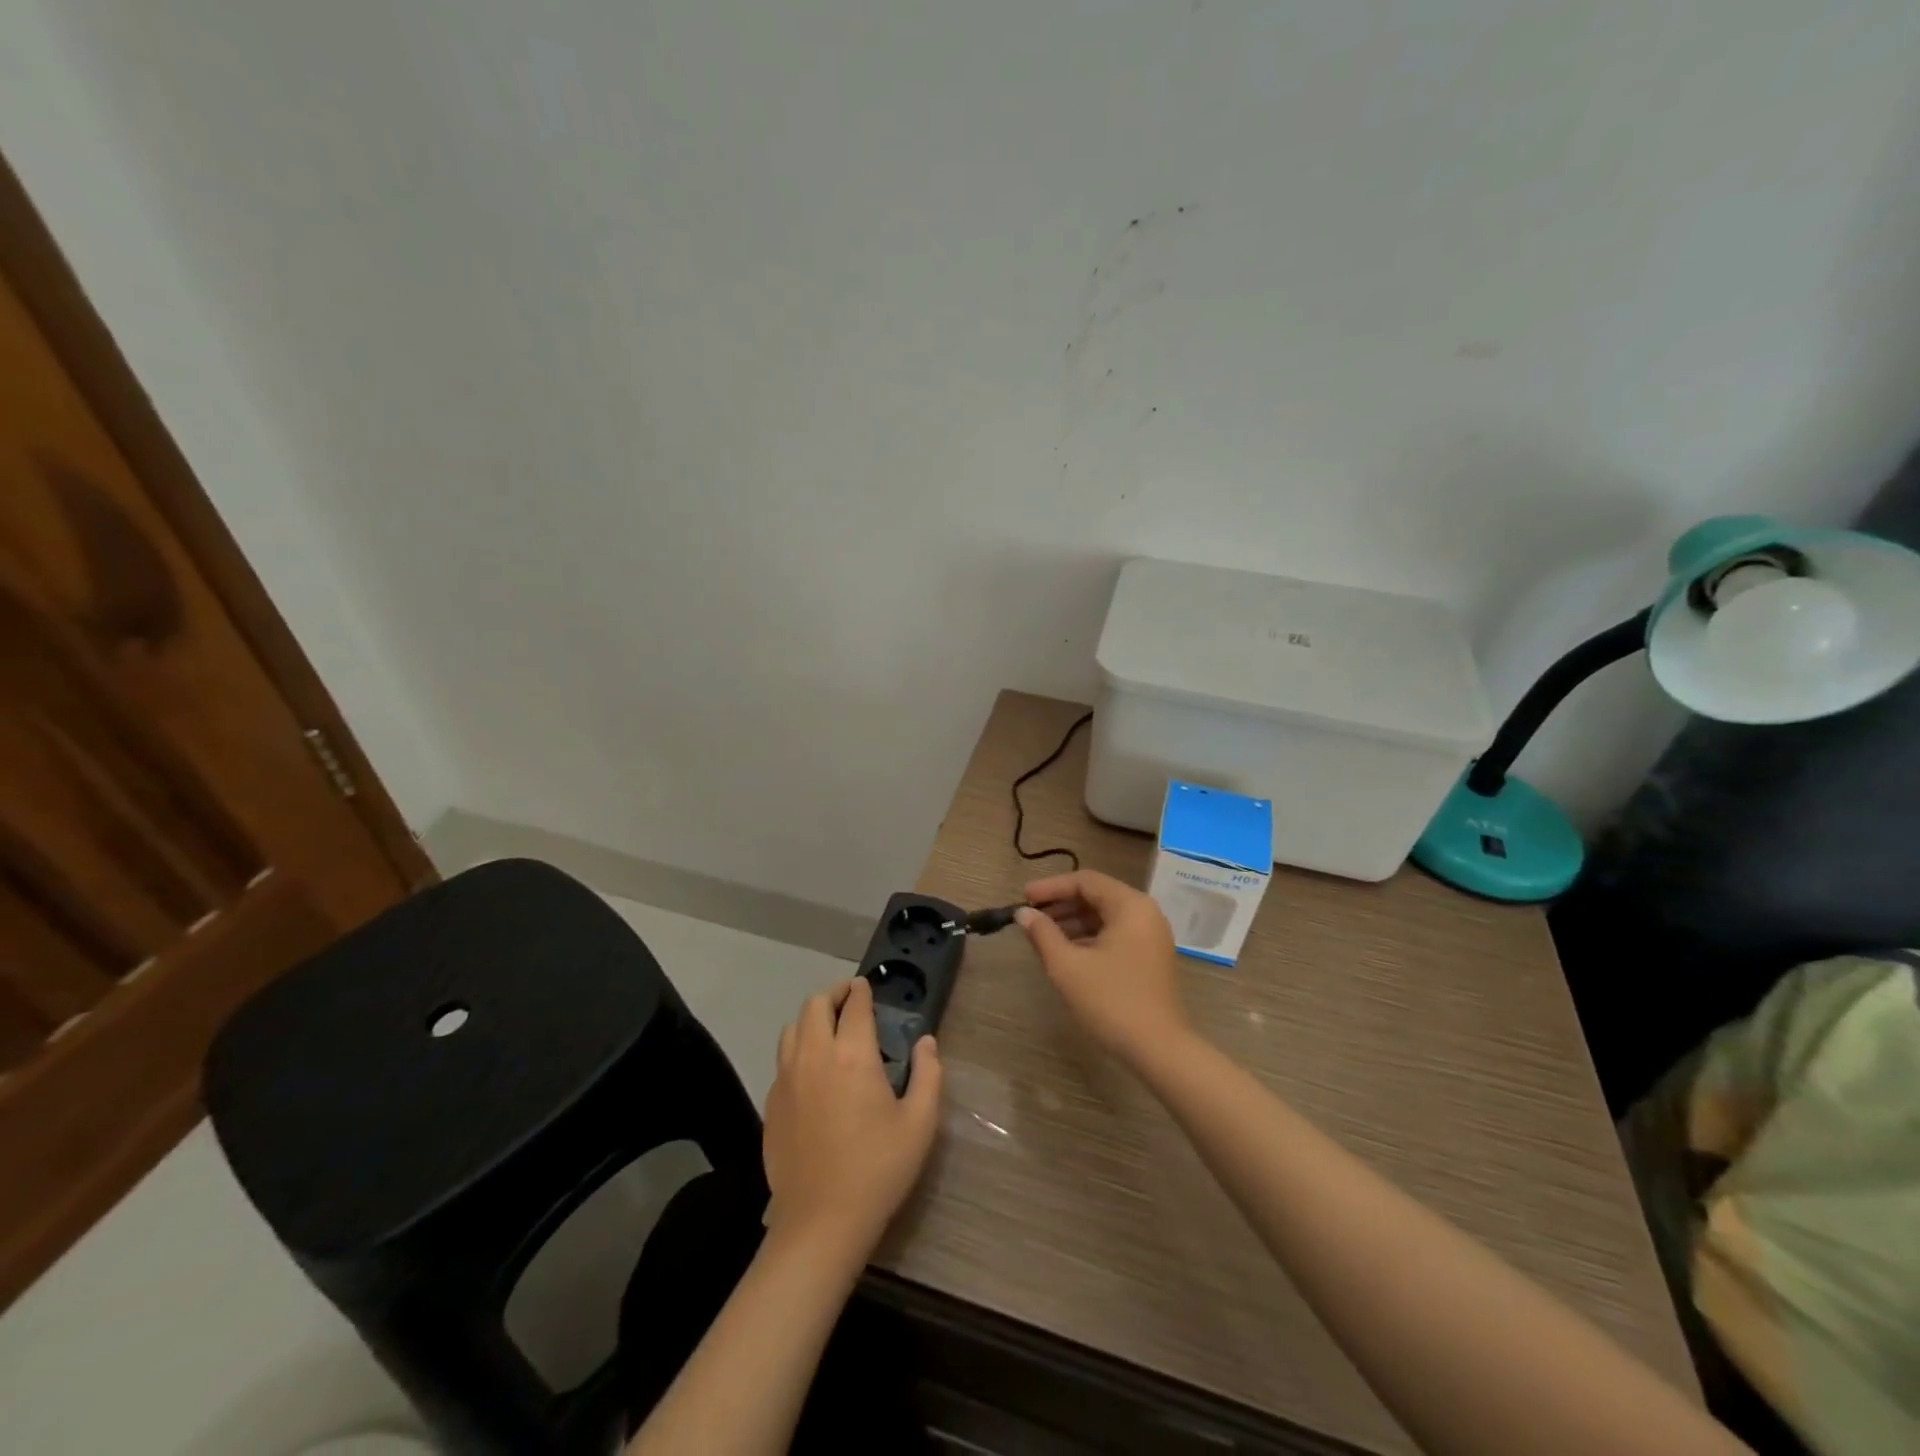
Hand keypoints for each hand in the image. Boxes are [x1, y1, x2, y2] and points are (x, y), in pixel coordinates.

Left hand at [763, 978, 943, 1263]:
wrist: (821, 1222)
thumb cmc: (878, 1169)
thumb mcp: (920, 1123)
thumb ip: (928, 1074)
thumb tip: (926, 1042)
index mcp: (852, 1055)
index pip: (854, 1005)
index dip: (861, 990)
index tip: (867, 986)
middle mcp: (814, 1056)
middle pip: (814, 1004)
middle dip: (833, 994)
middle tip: (849, 1000)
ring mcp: (787, 1079)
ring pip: (791, 1028)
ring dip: (810, 1019)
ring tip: (828, 1029)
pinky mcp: (771, 1104)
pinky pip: (782, 1060)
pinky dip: (797, 1050)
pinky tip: (812, 1071)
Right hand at [1016, 869, 1189, 1065]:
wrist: (1158, 1049)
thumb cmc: (1111, 1001)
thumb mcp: (1068, 966)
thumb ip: (1043, 934)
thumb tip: (1023, 914)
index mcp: (1130, 906)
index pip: (1085, 881)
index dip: (1051, 887)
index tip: (1023, 899)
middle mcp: (1145, 913)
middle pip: (1097, 895)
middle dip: (1061, 904)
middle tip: (1030, 917)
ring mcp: (1151, 936)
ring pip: (1106, 916)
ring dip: (1073, 921)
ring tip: (1043, 936)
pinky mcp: (1150, 957)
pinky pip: (1116, 933)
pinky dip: (1089, 936)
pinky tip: (1067, 952)